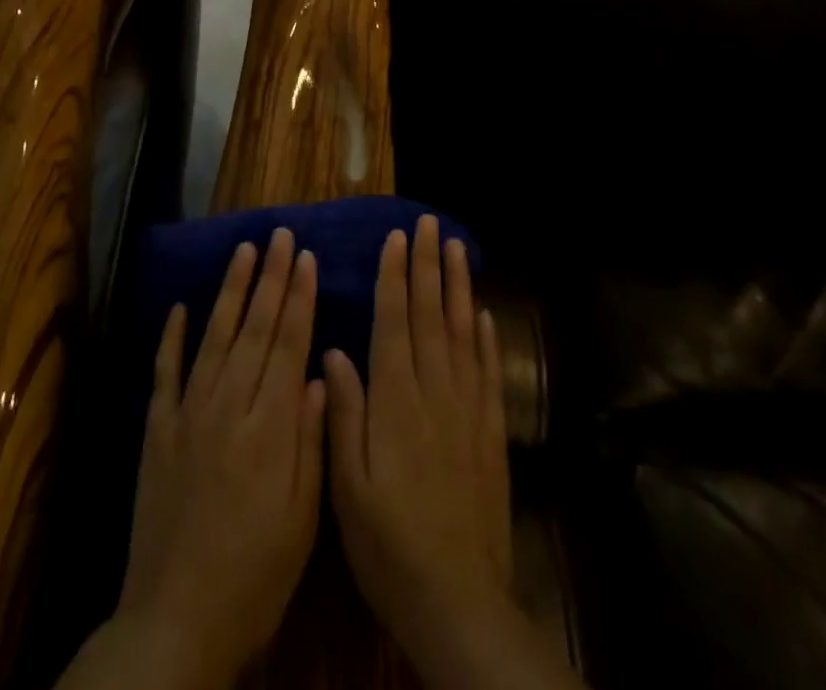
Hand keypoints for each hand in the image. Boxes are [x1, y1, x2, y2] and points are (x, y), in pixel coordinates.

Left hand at [116, 227, 325, 689]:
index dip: (298, 298)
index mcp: (269, 427)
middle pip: (254, 328)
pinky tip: (179, 307)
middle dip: (271, 278)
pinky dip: (171, 337)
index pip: (287, 344)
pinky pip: (164, 372)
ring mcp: (187, 414)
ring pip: (214, 337)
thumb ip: (311, 440)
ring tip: (244, 251)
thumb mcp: (302, 518)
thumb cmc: (255, 574)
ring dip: (230, 290)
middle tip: (280, 235)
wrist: (176, 619)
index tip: (306, 257)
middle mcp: (227, 406)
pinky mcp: (156, 430)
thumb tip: (320, 372)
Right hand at [323, 216, 512, 669]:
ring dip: (458, 287)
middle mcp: (434, 393)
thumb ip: (343, 413)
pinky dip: (487, 339)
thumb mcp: (347, 485)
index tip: (396, 239)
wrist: (458, 601)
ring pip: (463, 334)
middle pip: (432, 316)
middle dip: (429, 266)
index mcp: (395, 401)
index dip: (395, 278)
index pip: (395, 323)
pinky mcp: (490, 433)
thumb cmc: (388, 543)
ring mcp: (468, 410)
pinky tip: (484, 314)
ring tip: (457, 248)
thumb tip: (335, 351)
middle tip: (429, 224)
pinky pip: (489, 374)